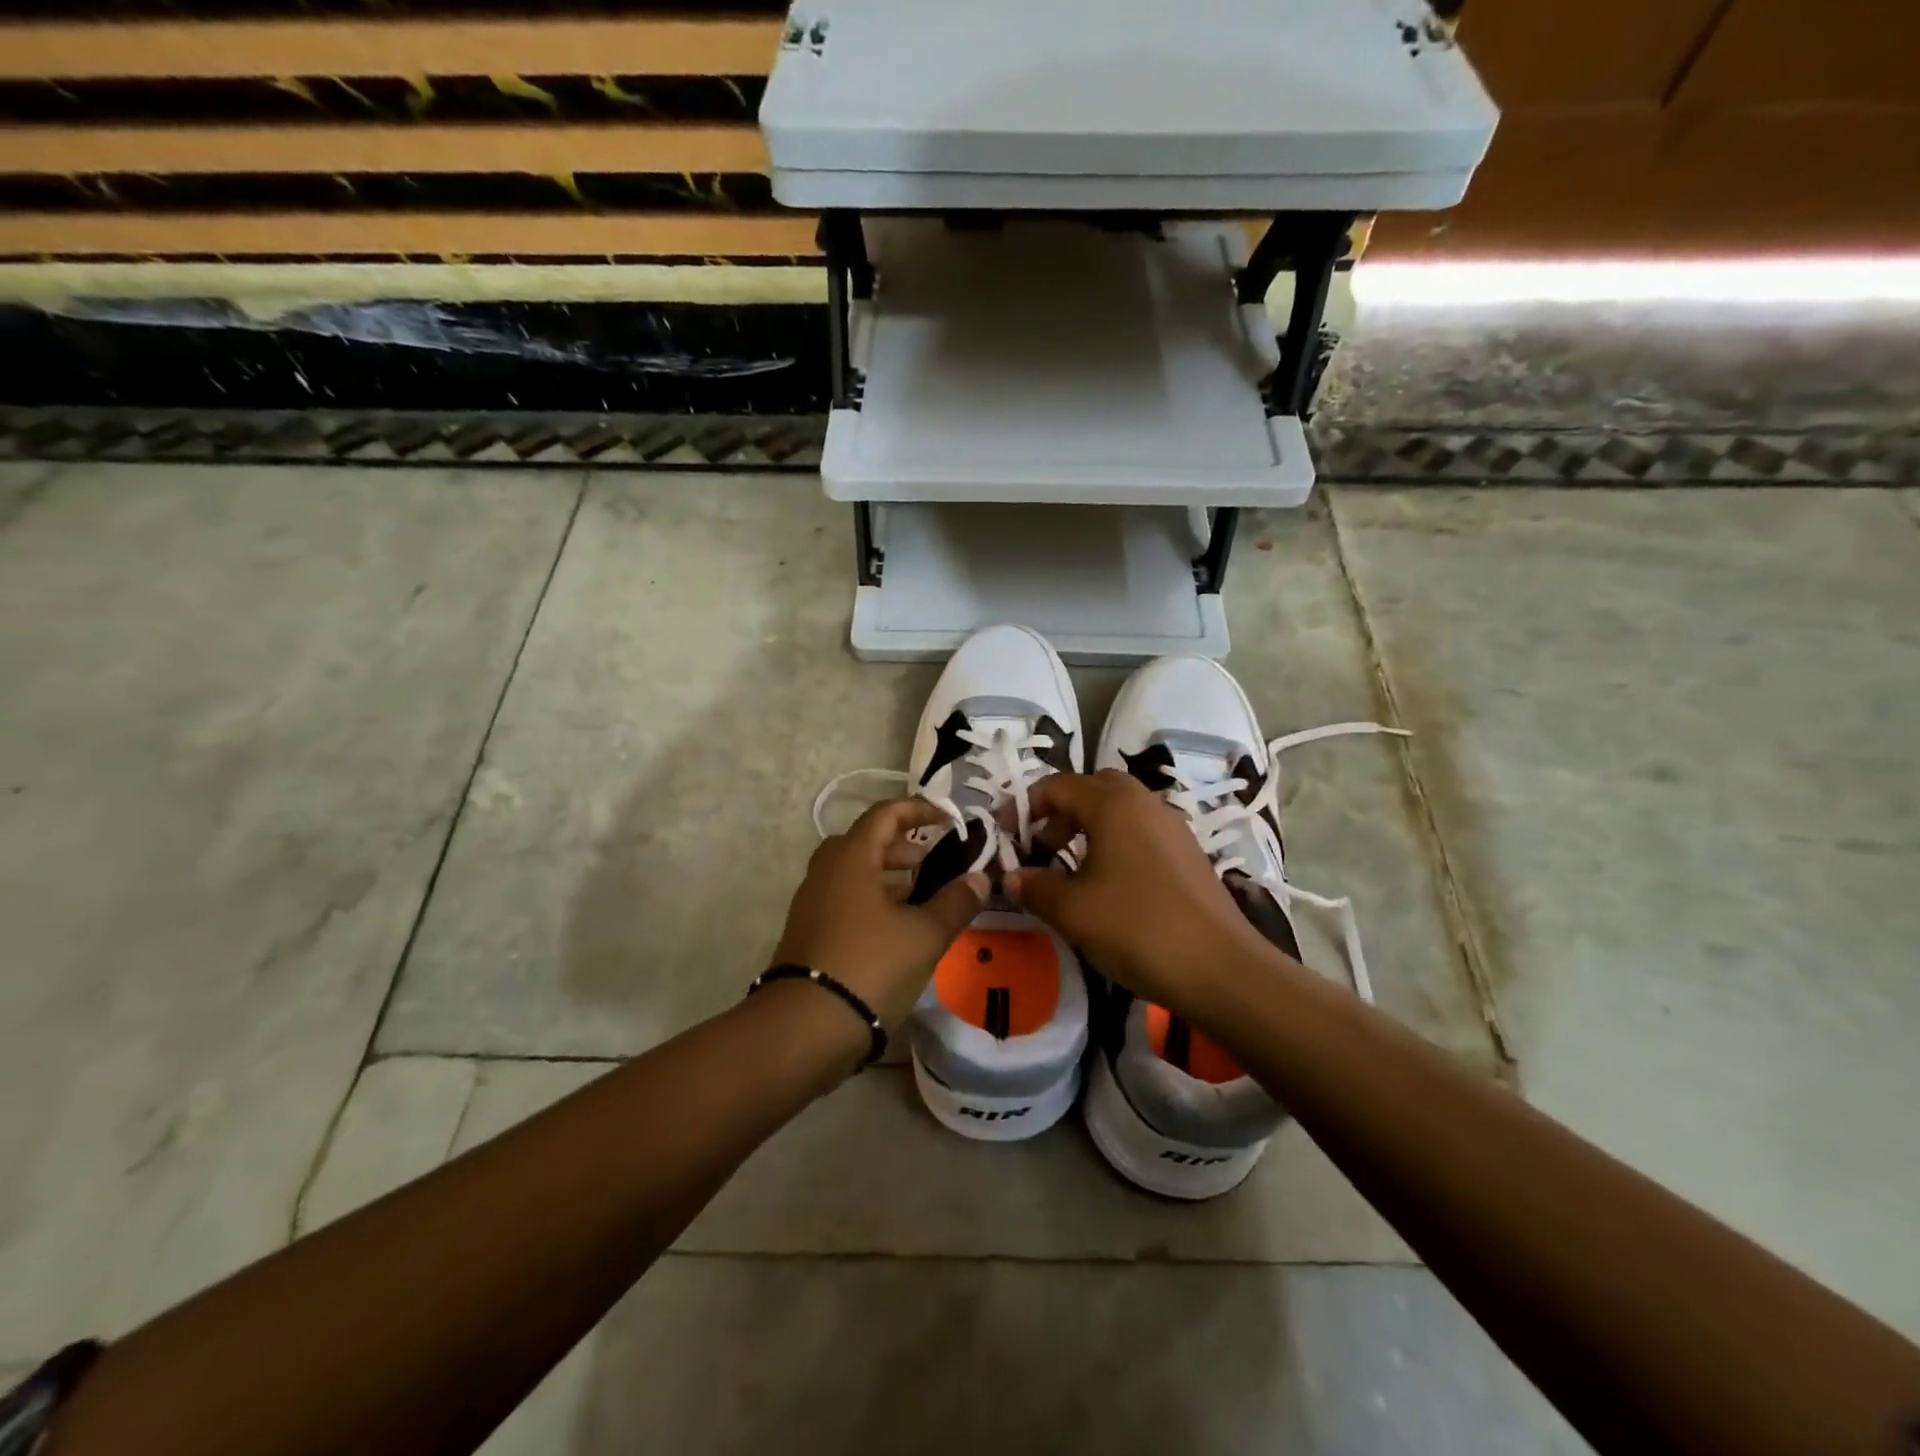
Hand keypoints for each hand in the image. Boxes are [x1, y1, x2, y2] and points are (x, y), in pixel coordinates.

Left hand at [773, 798, 988, 1029]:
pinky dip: (872, 902)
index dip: (918, 809)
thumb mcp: (924, 935)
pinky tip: (896, 931)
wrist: (805, 1028)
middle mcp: (826, 873)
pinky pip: (844, 901)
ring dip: (887, 876)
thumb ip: (955, 902)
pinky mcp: (808, 935)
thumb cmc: (870, 966)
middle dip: (901, 846)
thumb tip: (979, 878)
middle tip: (931, 862)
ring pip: (853, 874)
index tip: (947, 819)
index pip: (884, 814)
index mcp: (851, 859)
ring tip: (921, 898)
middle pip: (865, 842)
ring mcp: (812, 905)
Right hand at [1006, 771, 1282, 1017]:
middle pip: (1092, 789)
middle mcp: (1144, 802)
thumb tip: (1011, 877)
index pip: (1057, 785)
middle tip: (1042, 849)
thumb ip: (1034, 886)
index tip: (1006, 840)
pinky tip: (1108, 888)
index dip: (1025, 808)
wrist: (1221, 970)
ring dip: (1087, 829)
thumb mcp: (1072, 911)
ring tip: (1070, 872)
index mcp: (1113, 803)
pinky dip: (1114, 845)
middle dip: (1060, 813)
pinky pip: (1140, 832)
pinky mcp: (1188, 854)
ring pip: (1119, 811)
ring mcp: (1172, 827)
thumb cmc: (1137, 929)